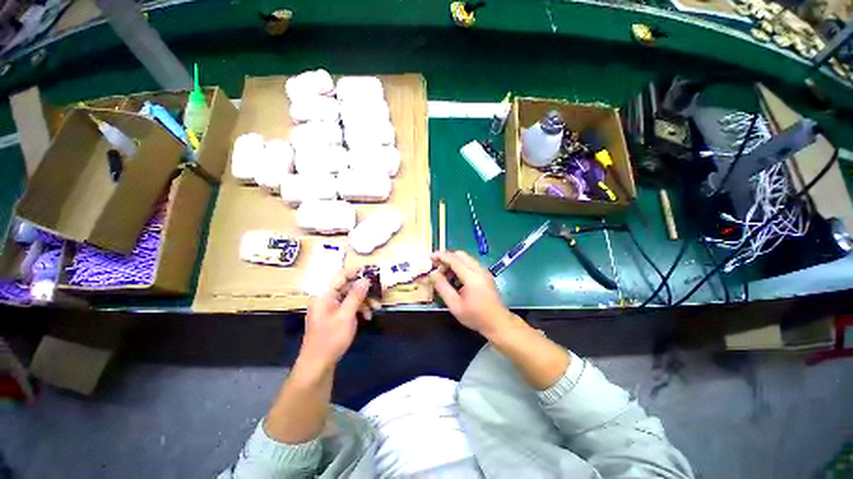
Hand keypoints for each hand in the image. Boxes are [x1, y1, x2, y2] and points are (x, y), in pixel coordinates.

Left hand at [298, 269, 375, 370]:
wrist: (317, 366)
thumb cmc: (330, 339)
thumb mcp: (346, 316)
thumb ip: (356, 296)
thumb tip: (365, 279)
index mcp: (325, 295)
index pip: (341, 276)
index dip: (357, 272)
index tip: (373, 271)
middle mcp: (327, 298)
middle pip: (348, 286)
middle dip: (365, 289)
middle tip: (381, 291)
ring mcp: (330, 308)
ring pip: (350, 297)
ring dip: (365, 301)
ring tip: (377, 308)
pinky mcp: (334, 317)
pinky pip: (348, 307)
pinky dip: (359, 309)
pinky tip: (367, 316)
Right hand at [430, 251, 512, 338]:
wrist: (498, 322)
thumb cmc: (475, 316)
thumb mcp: (454, 305)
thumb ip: (442, 287)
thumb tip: (433, 274)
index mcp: (471, 276)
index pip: (453, 259)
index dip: (440, 256)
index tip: (430, 257)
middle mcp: (479, 269)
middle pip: (460, 254)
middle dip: (446, 258)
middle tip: (436, 268)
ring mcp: (484, 271)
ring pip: (465, 258)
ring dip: (453, 262)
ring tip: (444, 275)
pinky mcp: (485, 274)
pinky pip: (470, 264)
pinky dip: (460, 266)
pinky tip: (455, 279)